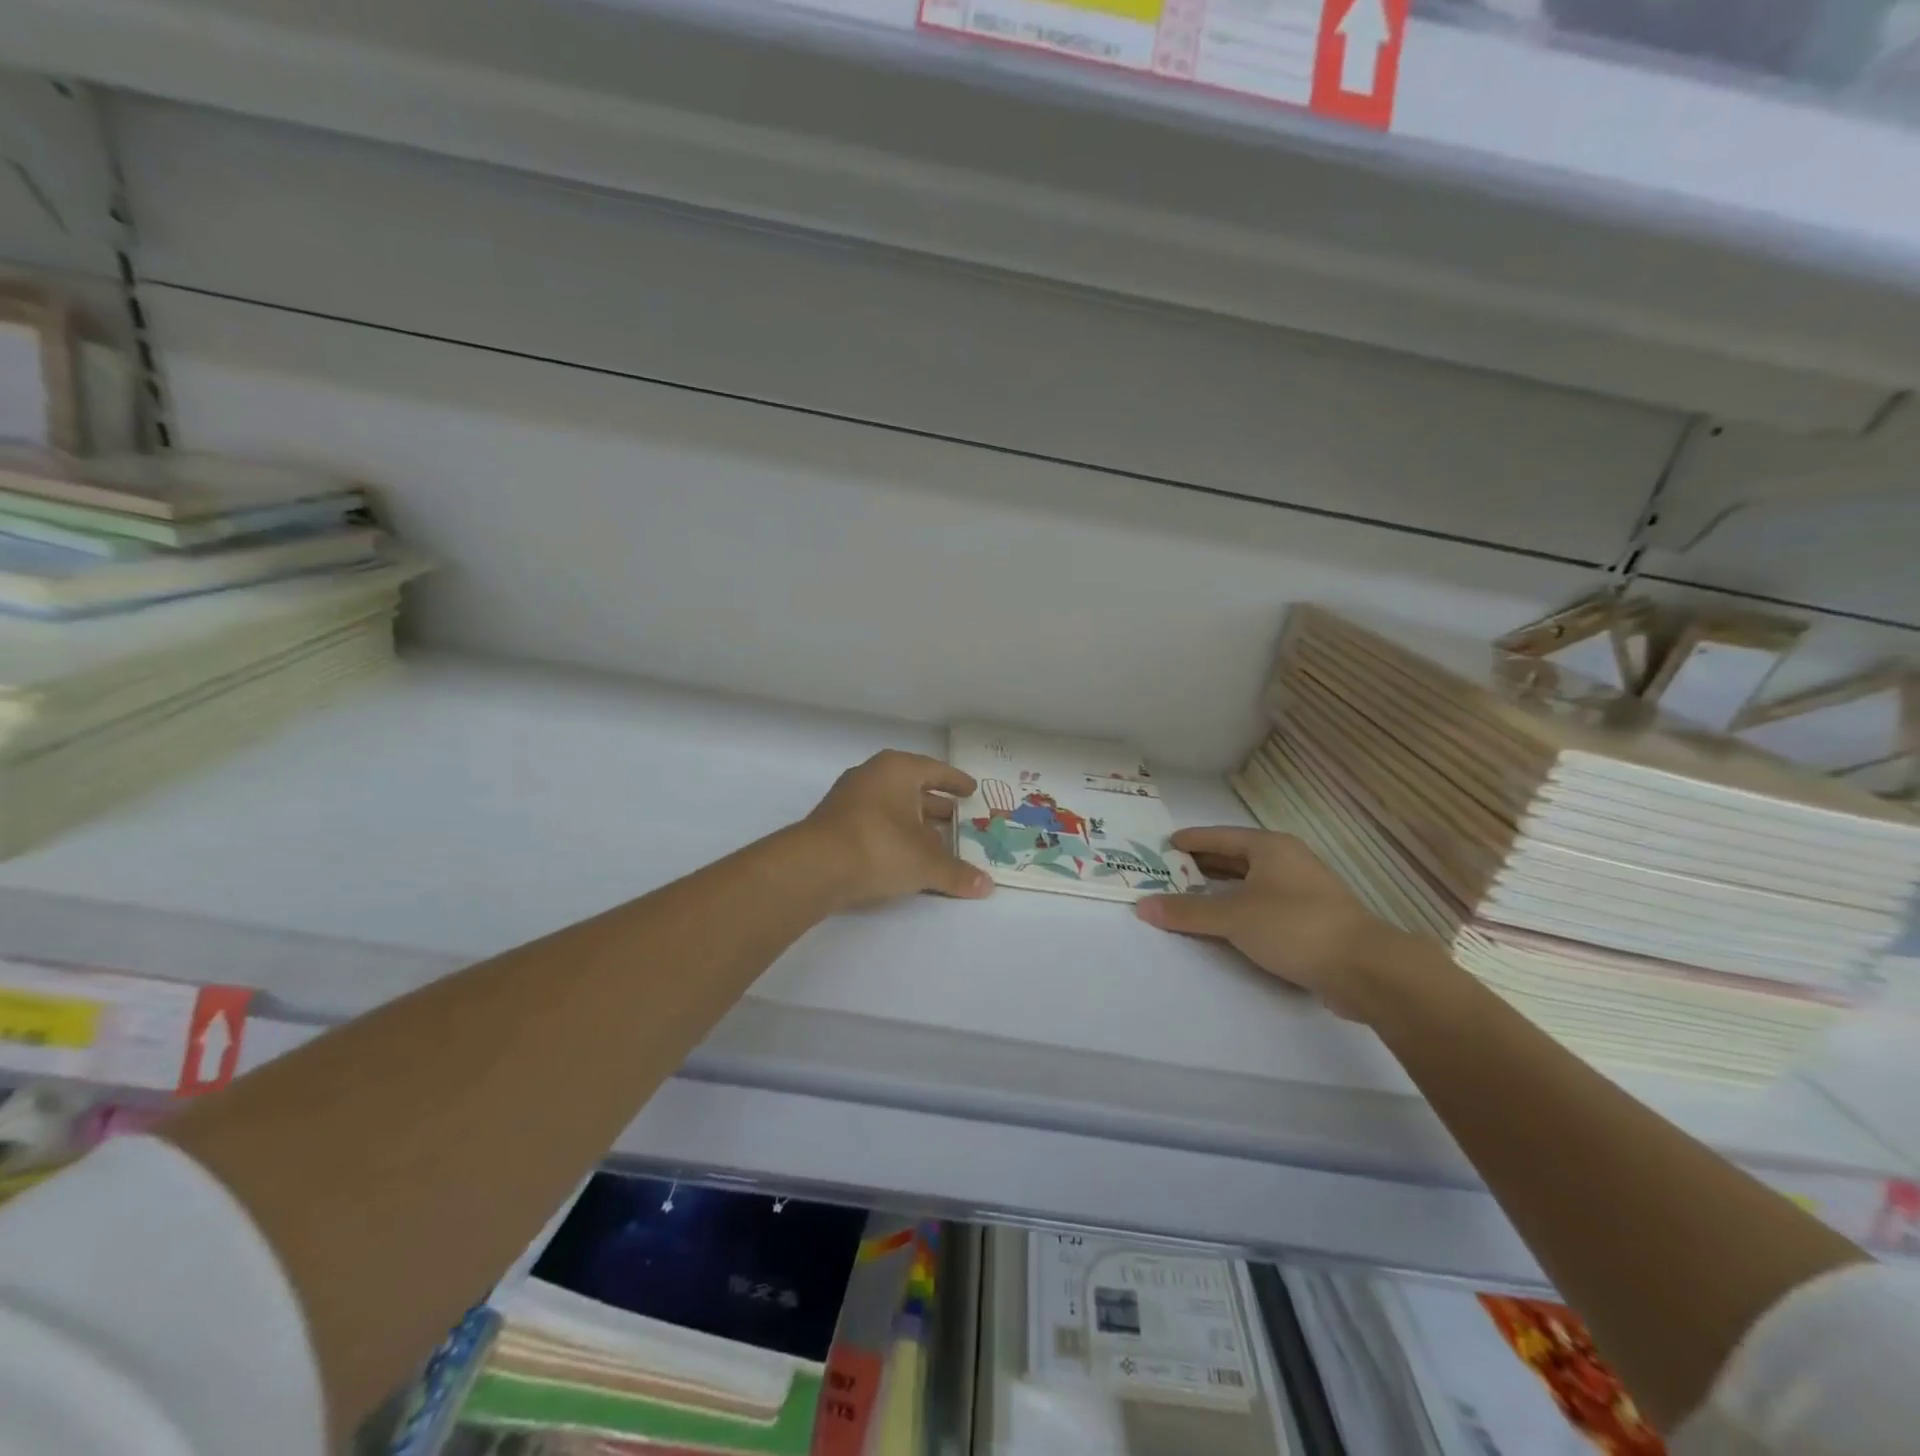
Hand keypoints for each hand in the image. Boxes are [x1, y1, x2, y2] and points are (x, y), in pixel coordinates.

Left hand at [800, 750, 994, 910]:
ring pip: (891, 806)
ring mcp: (849, 798)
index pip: (935, 770)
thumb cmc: (880, 847)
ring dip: (912, 821)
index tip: (971, 790)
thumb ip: (957, 873)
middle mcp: (872, 775)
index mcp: (898, 770)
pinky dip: (892, 834)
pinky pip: (874, 822)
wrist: (815, 867)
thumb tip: (988, 887)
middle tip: (957, 817)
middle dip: (934, 804)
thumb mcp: (926, 863)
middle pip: (912, 787)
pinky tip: (904, 854)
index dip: (955, 782)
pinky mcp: (834, 822)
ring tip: (936, 840)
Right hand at [1134, 827, 1424, 1022]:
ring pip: (1252, 882)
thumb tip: (1142, 906)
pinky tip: (1227, 924)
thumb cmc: (1293, 926)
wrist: (1365, 968)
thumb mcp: (1232, 916)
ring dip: (1222, 888)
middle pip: (1237, 857)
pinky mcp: (1313, 920)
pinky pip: (1264, 904)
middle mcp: (1288, 861)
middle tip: (1170, 871)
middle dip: (1204, 864)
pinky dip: (1241, 908)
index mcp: (1270, 847)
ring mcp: (1305, 890)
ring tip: (1191, 896)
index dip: (1192, 840)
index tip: (1166, 845)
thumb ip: (1187, 911)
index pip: (1221, 836)